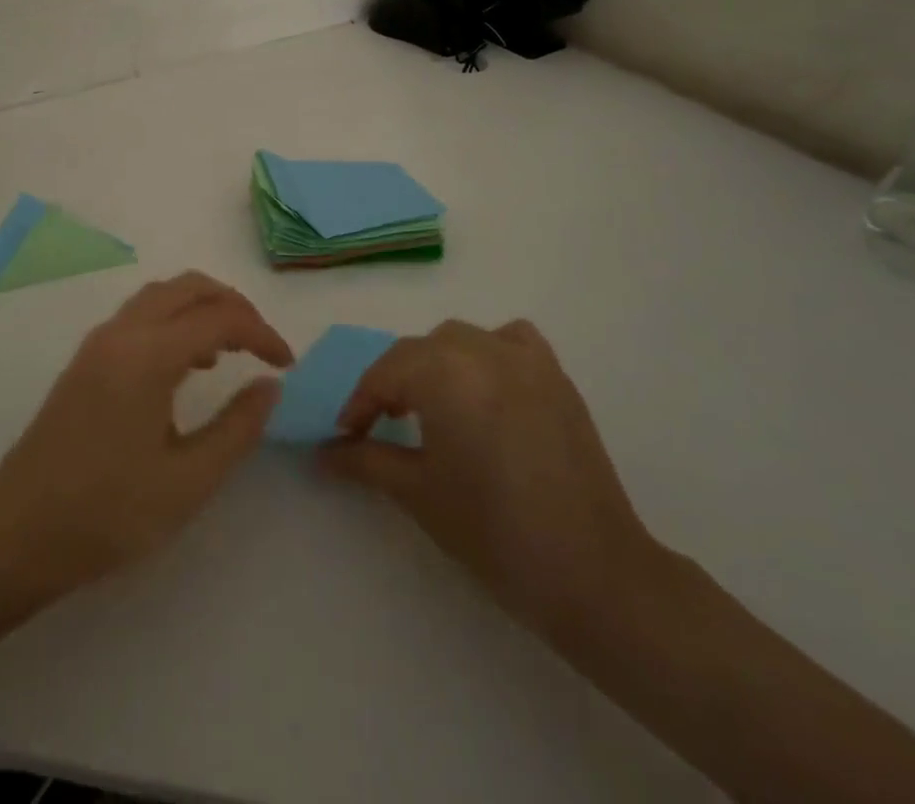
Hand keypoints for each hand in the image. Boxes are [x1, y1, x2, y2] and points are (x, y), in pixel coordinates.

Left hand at [0, 272, 293, 597]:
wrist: (18, 533)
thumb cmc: (108, 512)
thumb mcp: (188, 481)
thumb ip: (237, 427)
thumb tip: (270, 385)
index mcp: (148, 355)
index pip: (219, 318)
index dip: (261, 333)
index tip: (287, 364)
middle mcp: (122, 333)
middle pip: (188, 287)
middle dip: (233, 305)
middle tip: (262, 345)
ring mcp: (98, 343)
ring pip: (161, 296)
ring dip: (201, 308)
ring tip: (230, 352)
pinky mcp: (85, 360)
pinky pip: (140, 316)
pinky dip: (174, 321)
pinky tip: (186, 365)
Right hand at [321, 319, 661, 635]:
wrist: (593, 573)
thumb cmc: (493, 531)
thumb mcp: (417, 493)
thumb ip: (363, 461)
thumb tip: (321, 453)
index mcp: (443, 372)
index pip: (384, 374)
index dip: (359, 405)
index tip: (346, 436)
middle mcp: (481, 349)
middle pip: (419, 351)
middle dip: (394, 383)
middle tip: (382, 425)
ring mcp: (524, 359)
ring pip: (461, 339)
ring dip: (436, 363)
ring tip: (432, 405)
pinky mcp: (556, 376)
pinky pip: (511, 341)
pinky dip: (489, 351)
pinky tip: (487, 386)